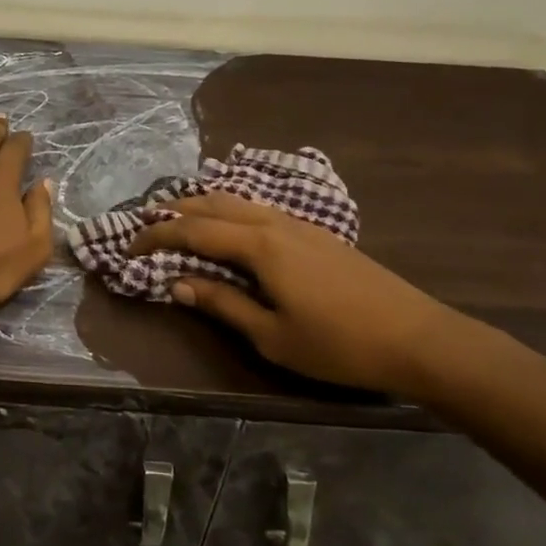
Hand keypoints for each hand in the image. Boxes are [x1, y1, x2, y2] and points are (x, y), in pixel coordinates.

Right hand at [127, 192, 463, 395]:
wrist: (418, 337)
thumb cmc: (339, 344)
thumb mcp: (272, 335)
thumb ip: (222, 303)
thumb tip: (177, 283)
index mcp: (259, 245)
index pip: (193, 229)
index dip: (156, 235)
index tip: (128, 246)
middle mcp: (274, 222)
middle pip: (212, 202)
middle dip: (174, 210)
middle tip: (144, 224)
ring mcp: (298, 223)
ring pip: (237, 200)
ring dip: (201, 205)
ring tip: (177, 219)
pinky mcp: (315, 232)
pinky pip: (258, 208)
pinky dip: (229, 210)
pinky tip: (228, 226)